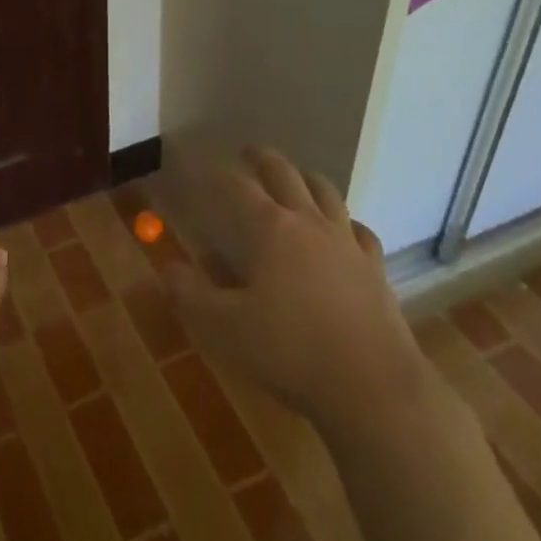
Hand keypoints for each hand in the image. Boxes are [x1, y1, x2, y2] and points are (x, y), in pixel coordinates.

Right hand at [158, 147, 428, 434]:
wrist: (373, 388)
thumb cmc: (291, 352)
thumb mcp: (224, 328)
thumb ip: (190, 296)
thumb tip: (167, 269)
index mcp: (270, 230)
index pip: (236, 187)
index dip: (215, 175)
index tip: (199, 169)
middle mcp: (309, 223)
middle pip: (285, 174)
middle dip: (263, 159)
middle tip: (248, 152)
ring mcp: (347, 243)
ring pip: (326, 192)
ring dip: (305, 178)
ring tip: (295, 177)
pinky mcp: (374, 269)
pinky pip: (360, 230)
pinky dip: (346, 220)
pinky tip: (343, 229)